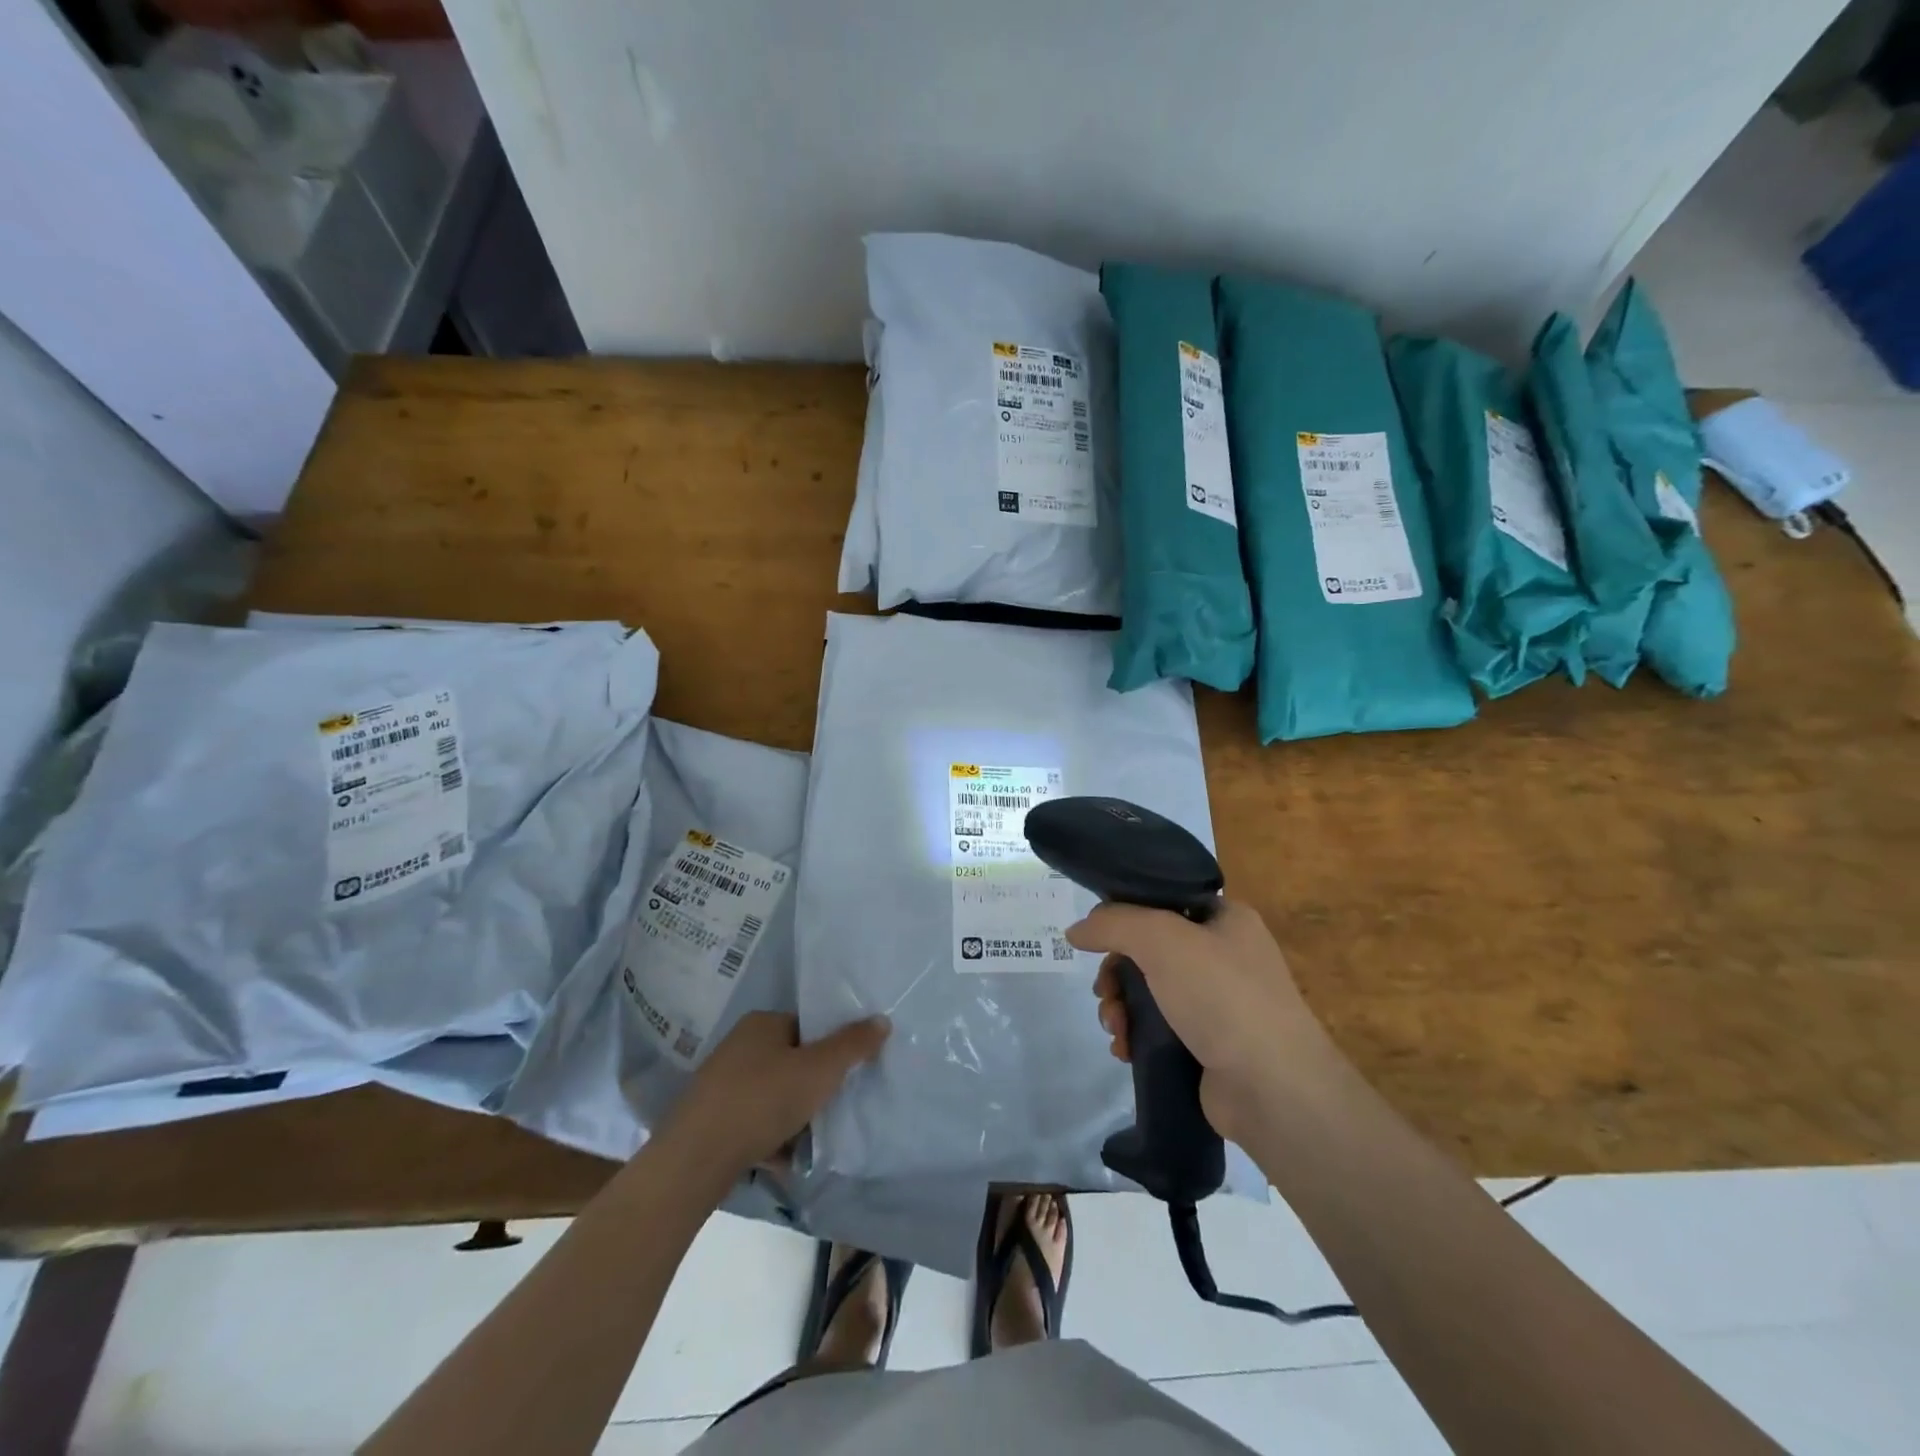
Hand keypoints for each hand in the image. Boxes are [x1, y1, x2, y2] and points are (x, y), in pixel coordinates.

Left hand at [661, 1011, 889, 1174]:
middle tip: (832, 1107)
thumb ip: (853, 1044)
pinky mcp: (710, 1119)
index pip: (806, 1026)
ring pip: (773, 1095)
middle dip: (812, 1087)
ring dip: (793, 1116)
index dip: (830, 1048)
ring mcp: (720, 1083)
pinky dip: (770, 1137)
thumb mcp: (820, 1069)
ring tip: (811, 1139)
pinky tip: (783, 1159)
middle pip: (791, 1061)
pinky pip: (753, 1122)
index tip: (846, 1074)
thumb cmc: (763, 1100)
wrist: (695, 1159)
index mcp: (762, 1023)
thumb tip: (882, 1020)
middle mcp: (738, 1045)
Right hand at [1067, 899, 1336, 1141]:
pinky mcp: (1209, 1044)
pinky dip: (1136, 1035)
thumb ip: (1113, 924)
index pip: (1162, 900)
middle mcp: (1224, 954)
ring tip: (1114, 1028)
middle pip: (1149, 949)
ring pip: (1149, 990)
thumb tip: (1075, 930)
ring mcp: (1218, 1002)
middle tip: (1104, 993)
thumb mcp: (1161, 940)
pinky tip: (1125, 1049)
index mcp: (1225, 918)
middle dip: (1116, 972)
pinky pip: (1159, 1027)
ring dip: (1121, 1007)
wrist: (1273, 1089)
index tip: (1097, 938)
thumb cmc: (1221, 996)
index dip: (1125, 915)